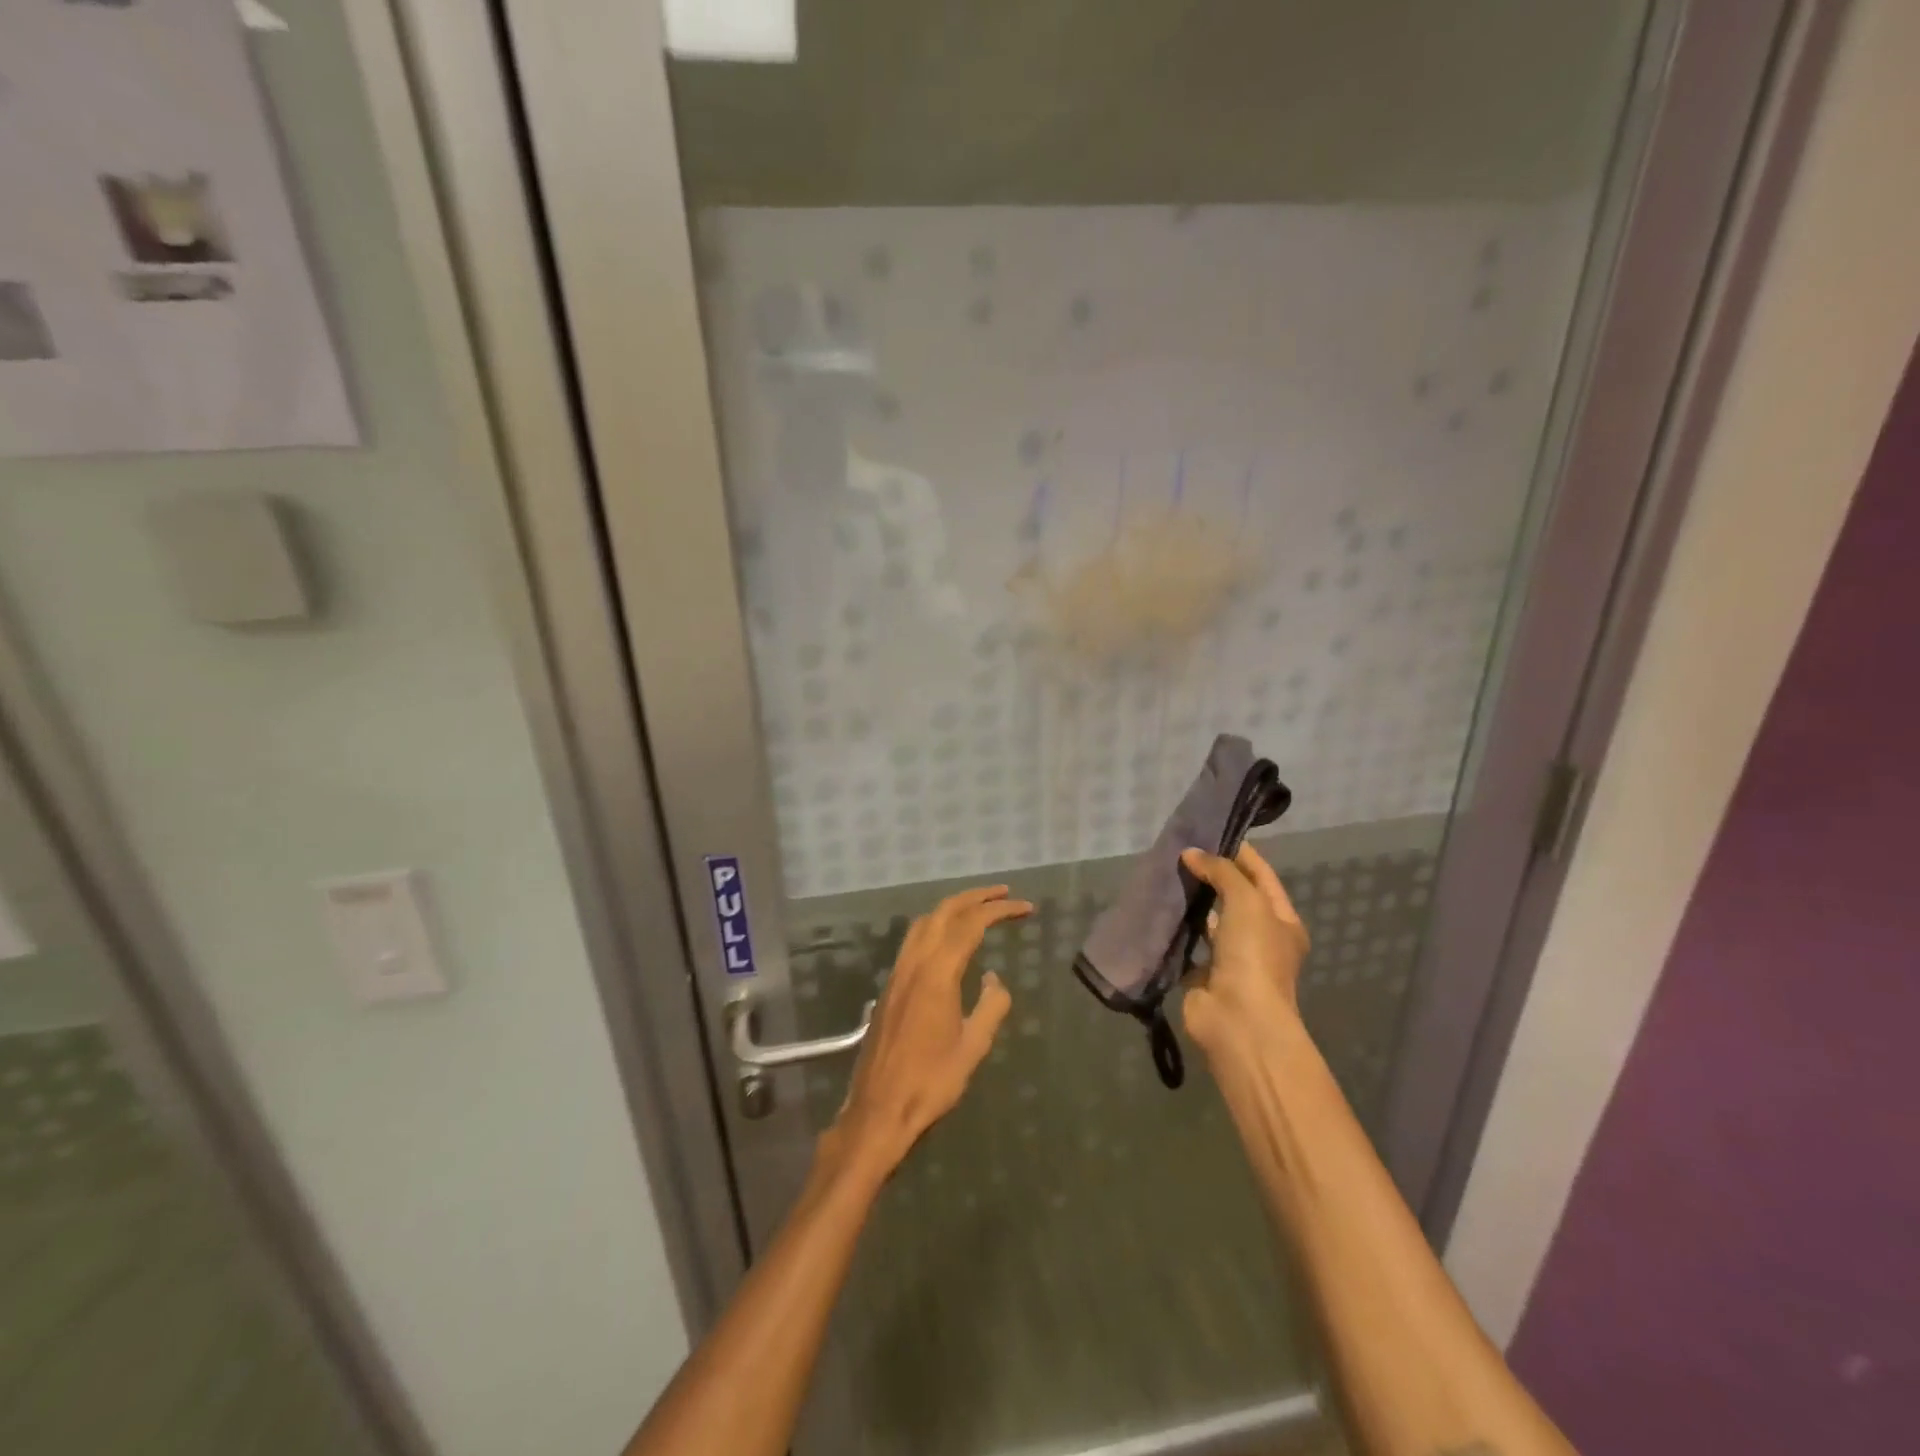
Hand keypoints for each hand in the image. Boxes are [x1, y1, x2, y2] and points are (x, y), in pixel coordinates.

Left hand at [824, 885, 1030, 1179]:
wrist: (879, 1109)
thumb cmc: (931, 1082)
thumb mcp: (973, 1047)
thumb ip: (990, 1007)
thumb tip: (994, 980)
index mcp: (937, 973)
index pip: (971, 925)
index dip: (999, 910)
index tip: (1025, 907)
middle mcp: (914, 963)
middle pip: (944, 912)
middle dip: (975, 897)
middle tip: (1003, 893)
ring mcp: (898, 973)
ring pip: (924, 922)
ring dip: (952, 908)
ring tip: (978, 908)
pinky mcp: (890, 987)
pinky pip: (914, 940)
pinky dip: (936, 926)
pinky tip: (948, 940)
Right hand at [1178, 843, 1310, 1055]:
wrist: (1238, 1021)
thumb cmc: (1254, 955)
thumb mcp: (1246, 901)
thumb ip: (1221, 871)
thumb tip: (1190, 853)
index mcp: (1281, 920)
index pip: (1261, 875)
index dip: (1239, 852)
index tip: (1210, 831)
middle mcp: (1259, 937)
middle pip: (1233, 896)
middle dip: (1210, 874)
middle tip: (1179, 850)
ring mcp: (1230, 957)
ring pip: (1208, 920)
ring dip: (1191, 901)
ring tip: (1164, 873)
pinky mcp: (1202, 974)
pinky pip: (1186, 943)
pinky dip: (1174, 927)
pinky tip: (1157, 906)